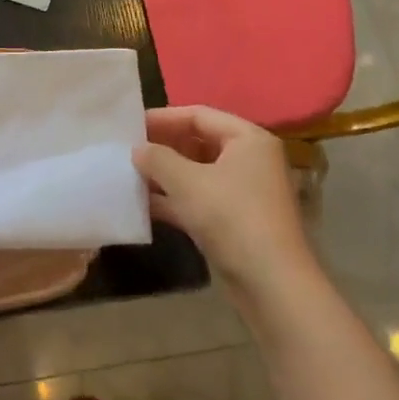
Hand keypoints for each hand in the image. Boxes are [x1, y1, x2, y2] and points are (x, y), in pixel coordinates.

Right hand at [133, 106, 315, 304]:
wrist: (271, 284)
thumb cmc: (231, 218)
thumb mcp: (188, 182)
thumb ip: (158, 159)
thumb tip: (138, 149)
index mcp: (247, 139)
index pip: (199, 115)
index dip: (163, 118)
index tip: (130, 125)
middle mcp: (249, 159)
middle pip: (198, 142)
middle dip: (163, 147)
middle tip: (127, 150)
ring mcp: (243, 192)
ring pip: (197, 173)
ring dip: (165, 175)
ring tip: (129, 175)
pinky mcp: (235, 220)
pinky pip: (199, 198)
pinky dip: (174, 199)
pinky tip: (143, 205)